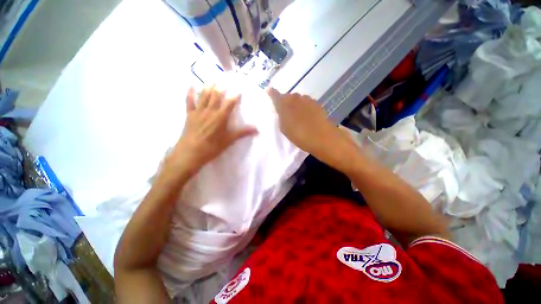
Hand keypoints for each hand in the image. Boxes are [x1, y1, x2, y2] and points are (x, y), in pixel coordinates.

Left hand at [166, 85, 257, 175]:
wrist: (190, 153)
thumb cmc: (212, 148)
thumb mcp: (229, 140)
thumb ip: (242, 133)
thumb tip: (257, 129)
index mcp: (220, 117)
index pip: (229, 103)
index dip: (235, 96)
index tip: (239, 89)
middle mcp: (210, 111)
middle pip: (216, 96)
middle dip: (221, 87)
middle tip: (224, 79)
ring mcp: (198, 112)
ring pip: (204, 96)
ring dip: (209, 86)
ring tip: (213, 79)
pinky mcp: (189, 115)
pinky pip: (189, 101)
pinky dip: (190, 93)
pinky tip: (191, 85)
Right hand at [267, 88, 357, 170]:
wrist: (321, 137)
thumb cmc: (298, 134)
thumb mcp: (284, 128)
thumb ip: (280, 116)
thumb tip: (280, 109)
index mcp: (284, 103)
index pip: (275, 94)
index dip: (271, 92)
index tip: (268, 90)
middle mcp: (295, 97)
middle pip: (288, 97)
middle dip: (285, 102)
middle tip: (285, 112)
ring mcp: (307, 99)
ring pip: (298, 100)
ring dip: (295, 105)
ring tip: (297, 116)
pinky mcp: (316, 103)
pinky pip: (306, 103)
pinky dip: (304, 108)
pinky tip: (306, 117)